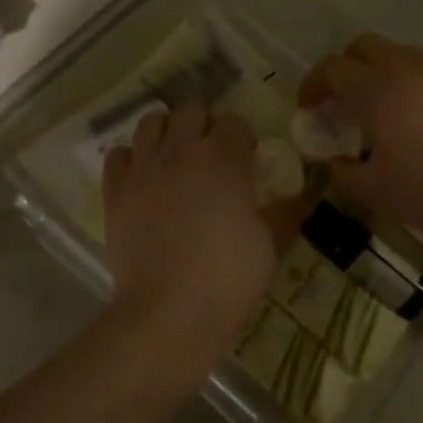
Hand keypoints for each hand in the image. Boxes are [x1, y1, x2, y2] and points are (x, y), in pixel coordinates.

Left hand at [102, 105, 276, 351]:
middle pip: (191, 110)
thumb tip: (306, 194)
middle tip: (211, 153)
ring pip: (151, 121)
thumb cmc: (227, 279)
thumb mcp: (269, 245)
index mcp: (223, 159)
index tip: (246, 159)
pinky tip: (142, 177)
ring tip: (174, 156)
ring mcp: (144, 168)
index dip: (241, 137)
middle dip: (204, 124)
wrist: (168, 313)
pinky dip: (131, 159)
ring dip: (166, 131)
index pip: (233, 122)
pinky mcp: (115, 190)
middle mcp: (181, 151)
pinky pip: (118, 154)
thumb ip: (285, 212)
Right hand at [299, 35, 422, 242]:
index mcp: (375, 90)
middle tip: (342, 102)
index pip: (331, 69)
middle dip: (344, 68)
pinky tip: (420, 117)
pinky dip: (410, 82)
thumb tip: (332, 159)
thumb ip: (344, 171)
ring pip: (397, 54)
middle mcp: (404, 67)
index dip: (313, 85)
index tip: (309, 108)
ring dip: (378, 73)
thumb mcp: (376, 191)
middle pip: (362, 46)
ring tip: (382, 110)